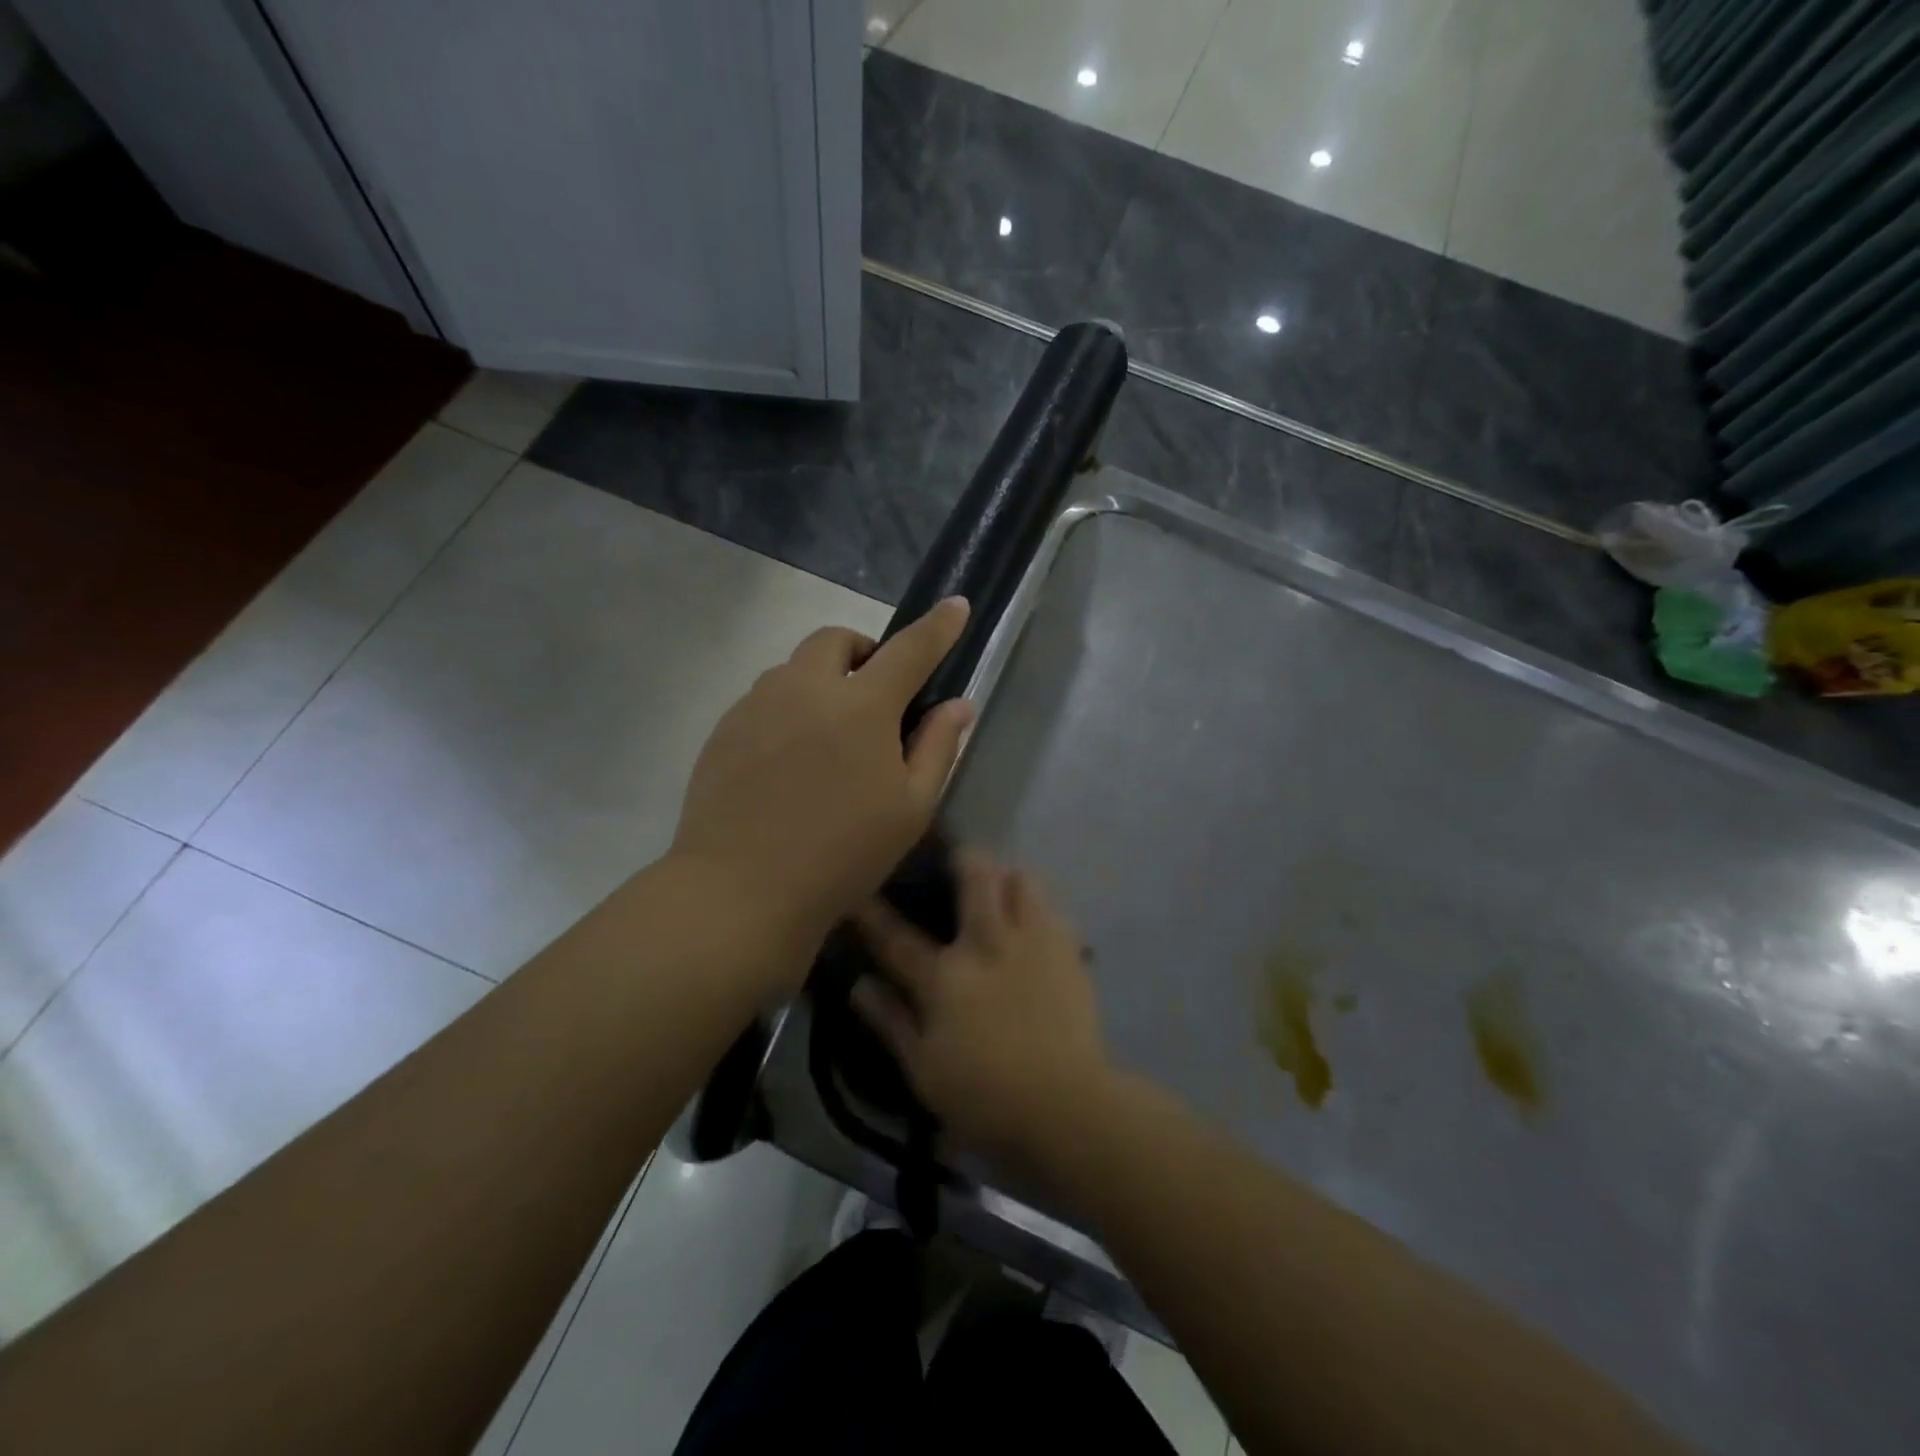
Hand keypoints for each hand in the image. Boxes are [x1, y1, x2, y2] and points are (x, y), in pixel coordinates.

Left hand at [671, 598, 975, 958]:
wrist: (740, 891)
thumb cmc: (842, 855)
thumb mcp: (910, 809)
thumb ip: (938, 747)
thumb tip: (957, 704)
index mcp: (861, 706)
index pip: (910, 649)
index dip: (938, 626)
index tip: (956, 605)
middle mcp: (805, 688)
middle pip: (837, 639)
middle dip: (864, 652)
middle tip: (876, 696)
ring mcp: (756, 705)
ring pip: (795, 667)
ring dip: (823, 681)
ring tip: (830, 737)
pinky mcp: (724, 729)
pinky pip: (765, 698)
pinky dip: (790, 709)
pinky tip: (790, 762)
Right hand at [852, 854, 1113, 1172]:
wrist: (1067, 1107)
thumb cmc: (986, 1097)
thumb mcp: (924, 1070)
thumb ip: (891, 1022)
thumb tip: (860, 984)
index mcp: (946, 978)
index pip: (898, 938)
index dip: (873, 913)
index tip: (858, 890)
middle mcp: (989, 944)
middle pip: (976, 878)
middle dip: (963, 858)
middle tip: (956, 859)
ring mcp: (1033, 943)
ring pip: (1022, 880)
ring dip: (1007, 877)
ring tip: (1001, 886)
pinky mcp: (1069, 952)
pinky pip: (1054, 909)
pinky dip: (1040, 906)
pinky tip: (1035, 922)